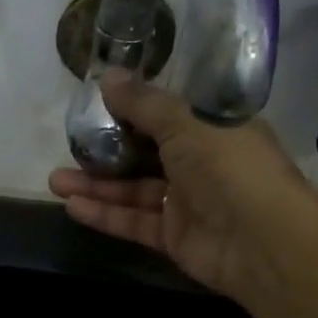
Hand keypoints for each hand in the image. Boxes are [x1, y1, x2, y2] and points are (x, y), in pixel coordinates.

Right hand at [47, 72, 317, 301]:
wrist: (262, 240)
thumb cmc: (231, 167)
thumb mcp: (186, 123)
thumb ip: (144, 104)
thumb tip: (107, 76)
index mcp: (213, 127)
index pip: (169, 114)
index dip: (134, 108)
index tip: (97, 103)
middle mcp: (201, 163)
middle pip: (145, 154)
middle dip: (106, 151)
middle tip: (68, 146)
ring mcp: (187, 203)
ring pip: (134, 191)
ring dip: (97, 186)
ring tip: (55, 180)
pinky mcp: (174, 238)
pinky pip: (135, 222)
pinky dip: (106, 215)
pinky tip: (73, 206)